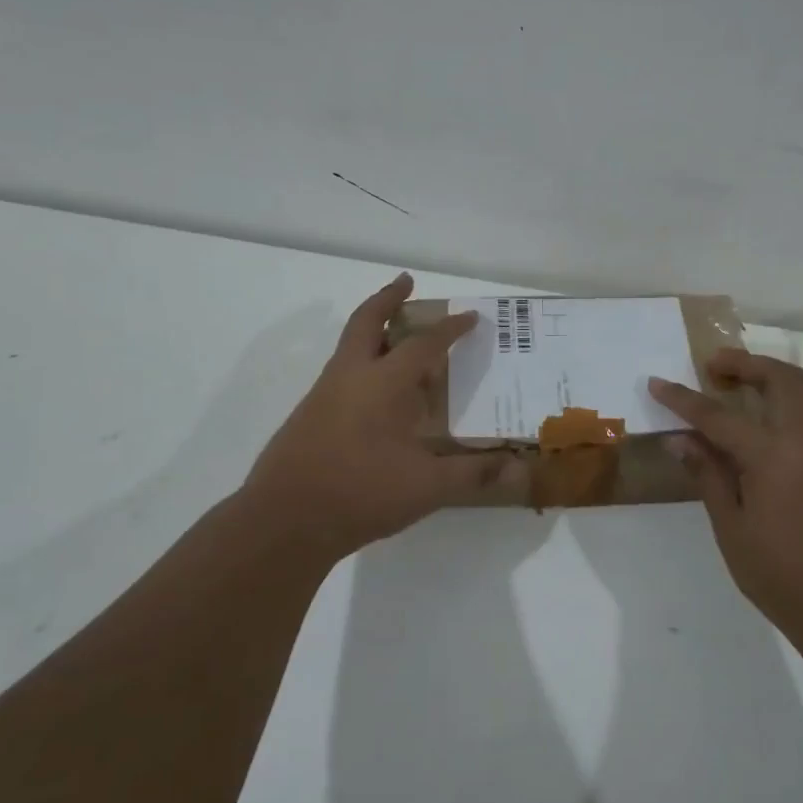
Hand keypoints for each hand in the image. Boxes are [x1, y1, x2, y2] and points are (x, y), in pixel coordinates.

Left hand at [241, 273, 519, 565]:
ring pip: (350, 347)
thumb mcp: (426, 487)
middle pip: (367, 321)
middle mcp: (350, 377)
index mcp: (382, 383)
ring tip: (400, 340)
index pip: (423, 343)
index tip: (470, 317)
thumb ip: (473, 474)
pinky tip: (379, 397)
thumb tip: (519, 467)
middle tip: (405, 282)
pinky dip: (364, 364)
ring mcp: (323, 394)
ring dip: (374, 331)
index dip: (450, 329)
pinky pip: (342, 373)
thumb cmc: (360, 493)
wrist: (284, 520)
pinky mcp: (309, 415)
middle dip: (388, 298)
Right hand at [648, 350, 802, 648]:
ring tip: (767, 380)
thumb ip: (709, 477)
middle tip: (717, 367)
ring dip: (793, 375)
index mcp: (771, 456)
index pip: (717, 416)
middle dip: (745, 364)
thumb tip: (680, 440)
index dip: (683, 399)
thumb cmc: (782, 577)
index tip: (658, 383)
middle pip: (781, 380)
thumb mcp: (731, 530)